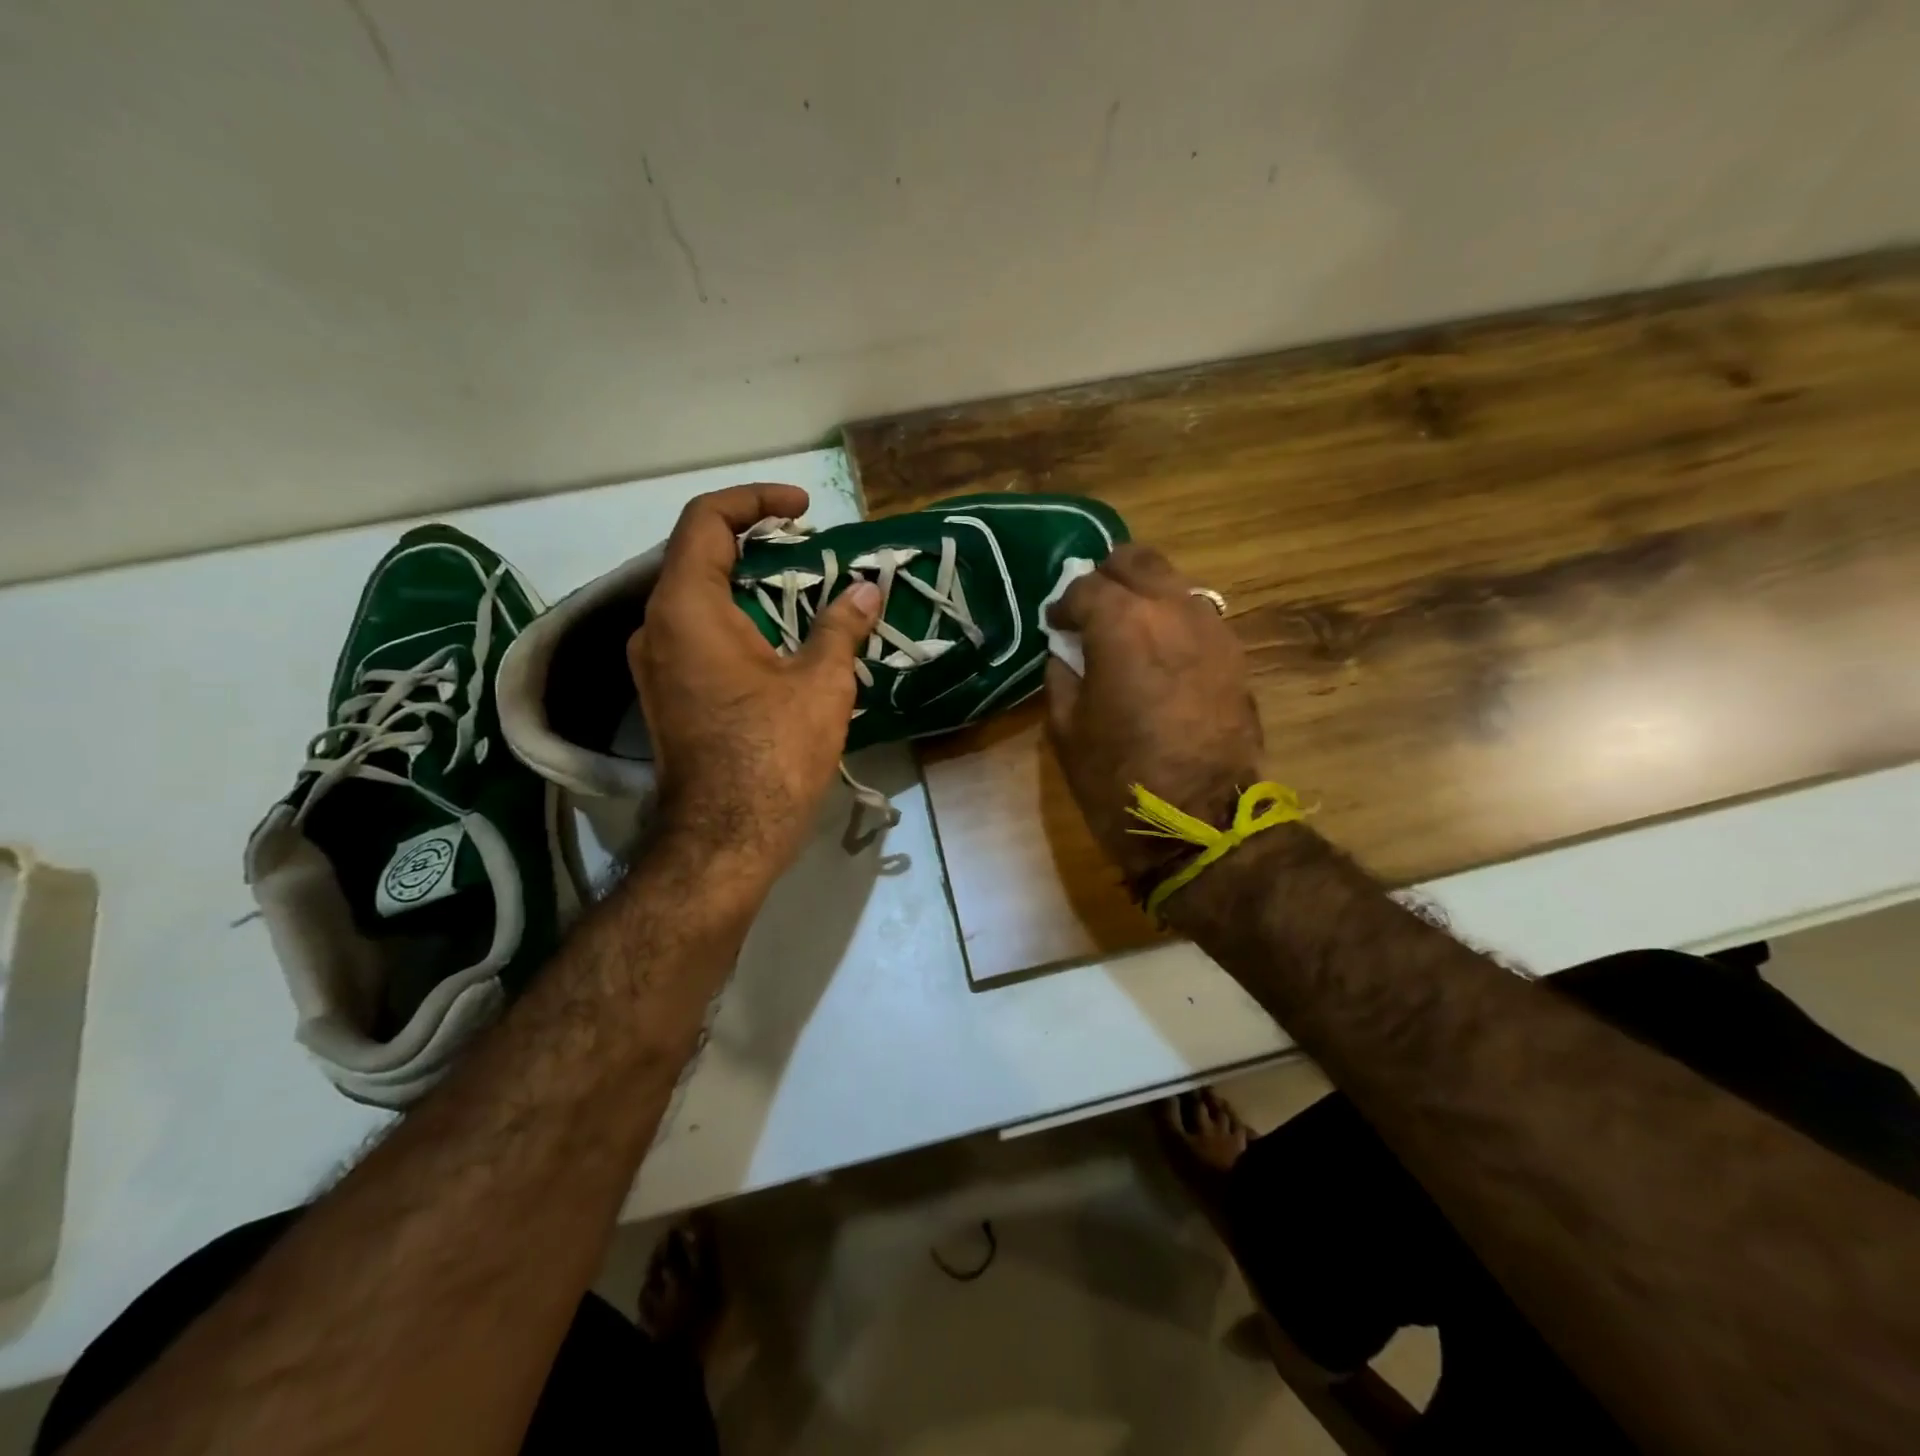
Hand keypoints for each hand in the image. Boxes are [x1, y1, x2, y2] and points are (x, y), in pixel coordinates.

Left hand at [630, 485, 880, 887]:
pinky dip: (735, 620)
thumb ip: (841, 627)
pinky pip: (696, 635)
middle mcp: (656, 627)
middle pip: (697, 556)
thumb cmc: (772, 753)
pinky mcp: (665, 696)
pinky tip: (777, 640)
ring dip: (746, 585)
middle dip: (754, 542)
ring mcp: (654, 665)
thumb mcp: (820, 684)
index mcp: (686, 608)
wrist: (725, 838)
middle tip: (807, 549)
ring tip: (800, 592)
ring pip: (696, 599)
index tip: (802, 509)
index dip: (755, 500)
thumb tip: (866, 590)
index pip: (706, 521)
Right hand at [1044, 545, 1263, 890]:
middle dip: (1107, 576)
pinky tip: (1159, 651)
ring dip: (1144, 594)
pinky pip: (1198, 614)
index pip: (1084, 586)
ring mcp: (1212, 627)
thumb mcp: (1065, 728)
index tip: (1054, 626)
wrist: (1201, 822)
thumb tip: (1066, 650)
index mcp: (1122, 623)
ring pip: (1173, 581)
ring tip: (1125, 628)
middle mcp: (1172, 608)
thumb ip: (1061, 673)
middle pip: (1137, 560)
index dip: (1062, 604)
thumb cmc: (1118, 778)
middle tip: (1090, 608)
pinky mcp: (1235, 654)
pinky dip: (1172, 619)